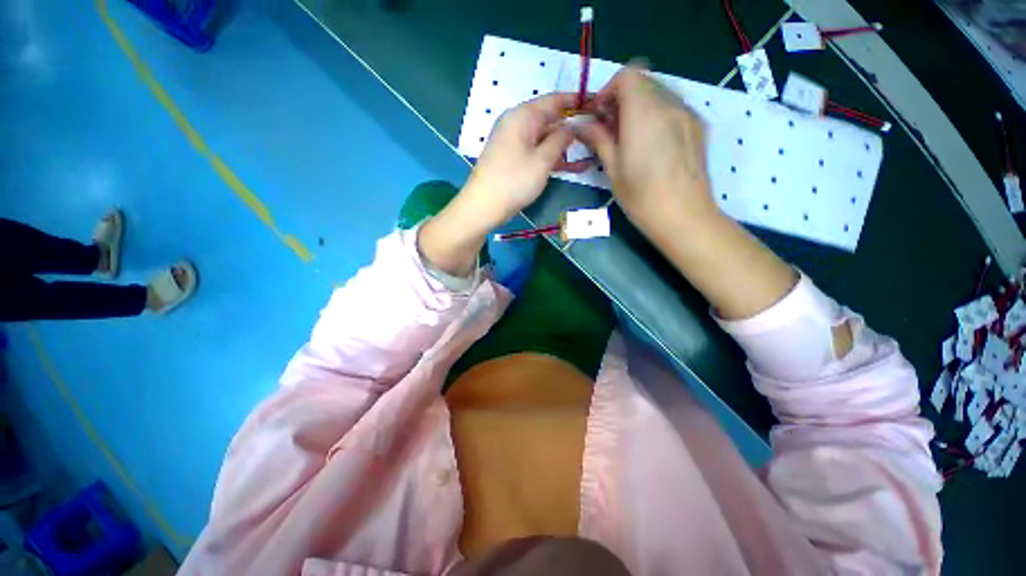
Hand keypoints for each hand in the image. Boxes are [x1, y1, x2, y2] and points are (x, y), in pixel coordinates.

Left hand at [418, 93, 580, 276]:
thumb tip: (571, 127)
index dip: (576, 101)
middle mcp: (517, 124)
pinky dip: (551, 158)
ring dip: (564, 147)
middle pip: (549, 119)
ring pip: (544, 139)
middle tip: (595, 135)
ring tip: (588, 155)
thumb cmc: (514, 181)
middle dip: (572, 128)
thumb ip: (560, 140)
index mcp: (522, 116)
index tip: (596, 104)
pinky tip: (570, 166)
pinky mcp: (513, 159)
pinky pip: (536, 152)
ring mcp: (514, 143)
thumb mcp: (542, 160)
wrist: (484, 206)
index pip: (554, 100)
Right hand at [574, 65, 719, 232]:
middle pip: (644, 81)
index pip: (627, 76)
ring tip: (630, 137)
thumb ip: (598, 139)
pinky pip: (674, 106)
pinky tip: (652, 143)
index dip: (608, 90)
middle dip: (622, 98)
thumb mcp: (613, 169)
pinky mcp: (699, 126)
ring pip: (660, 93)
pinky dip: (657, 114)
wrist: (684, 216)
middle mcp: (670, 104)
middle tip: (611, 129)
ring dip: (640, 106)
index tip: (599, 115)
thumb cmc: (641, 197)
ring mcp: (688, 114)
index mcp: (644, 113)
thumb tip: (581, 125)